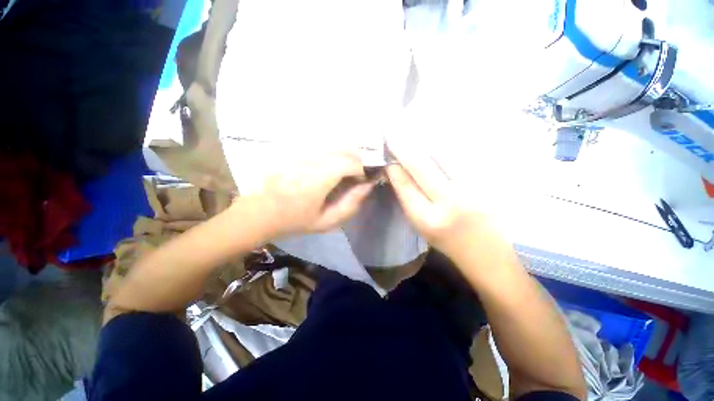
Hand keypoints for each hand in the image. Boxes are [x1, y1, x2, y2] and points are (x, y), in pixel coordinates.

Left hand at [253, 150, 373, 236]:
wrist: (259, 212)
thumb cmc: (293, 220)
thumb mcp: (325, 221)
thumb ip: (350, 205)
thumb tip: (367, 186)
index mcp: (315, 181)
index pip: (347, 163)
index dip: (360, 168)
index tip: (361, 178)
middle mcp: (307, 161)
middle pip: (341, 148)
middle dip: (355, 158)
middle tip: (357, 171)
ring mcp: (297, 152)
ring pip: (331, 143)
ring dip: (344, 152)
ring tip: (345, 167)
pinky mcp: (291, 149)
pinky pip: (318, 143)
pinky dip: (331, 150)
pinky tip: (330, 161)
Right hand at [386, 136, 502, 262]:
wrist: (486, 250)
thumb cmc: (446, 240)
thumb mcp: (420, 224)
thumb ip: (408, 197)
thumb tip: (396, 169)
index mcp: (427, 219)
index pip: (405, 185)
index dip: (394, 165)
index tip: (386, 151)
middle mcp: (450, 203)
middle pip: (422, 166)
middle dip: (404, 148)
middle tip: (393, 133)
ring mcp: (474, 189)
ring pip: (445, 155)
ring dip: (426, 141)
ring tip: (413, 130)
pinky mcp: (490, 181)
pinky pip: (465, 155)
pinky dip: (448, 145)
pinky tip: (439, 137)